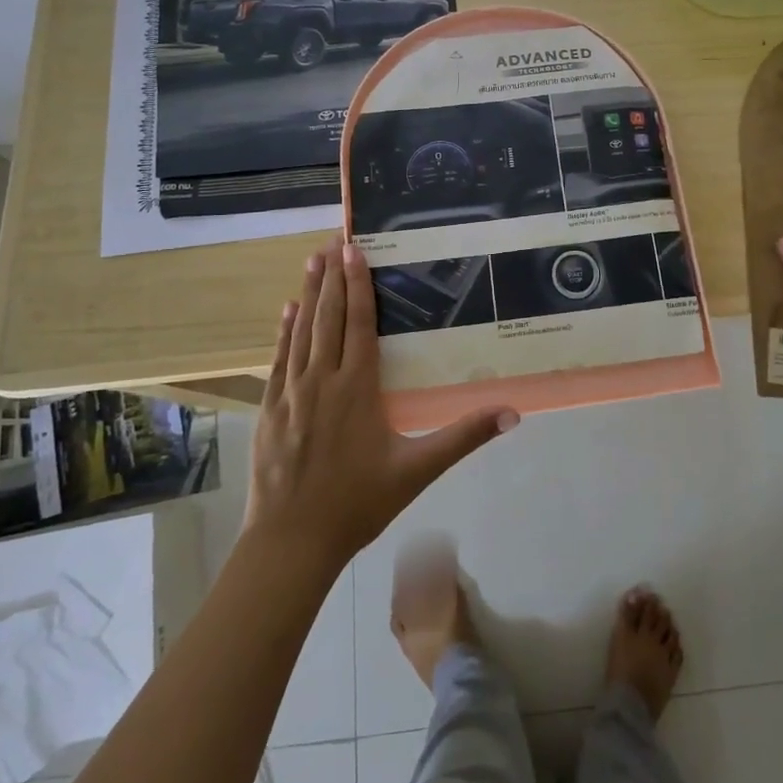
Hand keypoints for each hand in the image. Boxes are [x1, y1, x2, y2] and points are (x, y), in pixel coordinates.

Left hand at [246, 240, 518, 569]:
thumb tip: (512, 413)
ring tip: (311, 261)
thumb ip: (464, 437)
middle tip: (333, 240)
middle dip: (331, 276)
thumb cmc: (358, 503)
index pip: (358, 323)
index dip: (357, 284)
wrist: (291, 541)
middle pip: (328, 317)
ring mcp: (290, 393)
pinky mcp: (270, 409)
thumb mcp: (417, 470)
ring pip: (302, 331)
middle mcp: (322, 380)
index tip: (354, 250)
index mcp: (357, 387)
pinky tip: (286, 311)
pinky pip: (279, 359)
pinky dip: (284, 331)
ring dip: (307, 294)